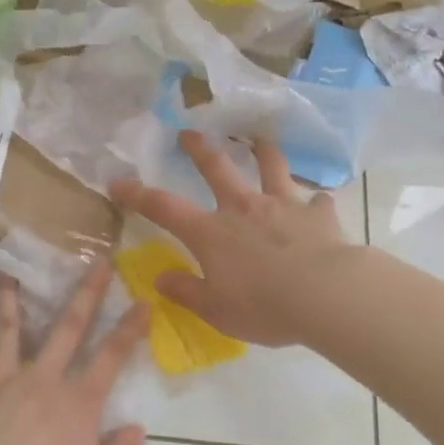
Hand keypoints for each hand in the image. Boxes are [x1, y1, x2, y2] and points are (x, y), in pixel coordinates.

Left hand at [0, 265, 147, 444]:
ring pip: (8, 332)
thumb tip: (135, 428)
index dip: (129, 328)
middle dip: (86, 293)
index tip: (142, 301)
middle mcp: (42, 382)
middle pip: (67, 328)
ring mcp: (1, 385)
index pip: (111, 356)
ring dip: (9, 300)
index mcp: (77, 404)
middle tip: (96, 262)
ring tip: (7, 272)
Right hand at [108, 131, 356, 345]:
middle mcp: (243, 208)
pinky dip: (315, 203)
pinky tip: (318, 204)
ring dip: (263, 151)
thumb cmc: (264, 306)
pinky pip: (317, 202)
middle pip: (216, 168)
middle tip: (189, 133)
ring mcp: (282, 205)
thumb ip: (186, 291)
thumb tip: (159, 279)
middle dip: (199, 149)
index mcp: (211, 232)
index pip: (164, 208)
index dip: (138, 195)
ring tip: (259, 140)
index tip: (118, 183)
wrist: (326, 295)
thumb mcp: (216, 310)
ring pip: (270, 167)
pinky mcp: (317, 215)